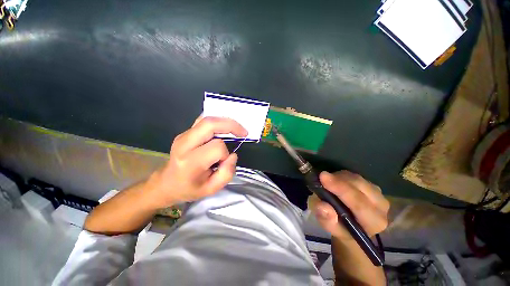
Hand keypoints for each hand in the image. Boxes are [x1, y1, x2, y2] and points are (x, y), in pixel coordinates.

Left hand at [146, 116, 246, 207]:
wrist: (167, 183)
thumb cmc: (190, 188)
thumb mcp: (211, 189)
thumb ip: (227, 173)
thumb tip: (232, 155)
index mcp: (191, 162)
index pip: (216, 147)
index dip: (226, 153)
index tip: (226, 160)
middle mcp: (185, 144)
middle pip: (210, 124)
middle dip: (231, 125)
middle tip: (243, 132)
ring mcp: (183, 135)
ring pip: (207, 119)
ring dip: (225, 121)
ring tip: (236, 130)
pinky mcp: (185, 132)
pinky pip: (203, 120)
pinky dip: (217, 121)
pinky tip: (223, 128)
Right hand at [308, 171, 388, 239]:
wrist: (353, 226)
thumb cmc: (341, 228)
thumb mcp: (330, 227)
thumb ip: (327, 220)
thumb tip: (323, 206)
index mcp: (373, 222)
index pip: (358, 203)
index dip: (340, 188)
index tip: (323, 177)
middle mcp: (381, 207)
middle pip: (359, 186)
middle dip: (338, 180)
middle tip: (321, 176)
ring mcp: (379, 194)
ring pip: (356, 178)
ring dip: (339, 177)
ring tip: (327, 182)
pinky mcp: (373, 186)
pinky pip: (355, 176)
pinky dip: (342, 176)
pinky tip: (335, 181)